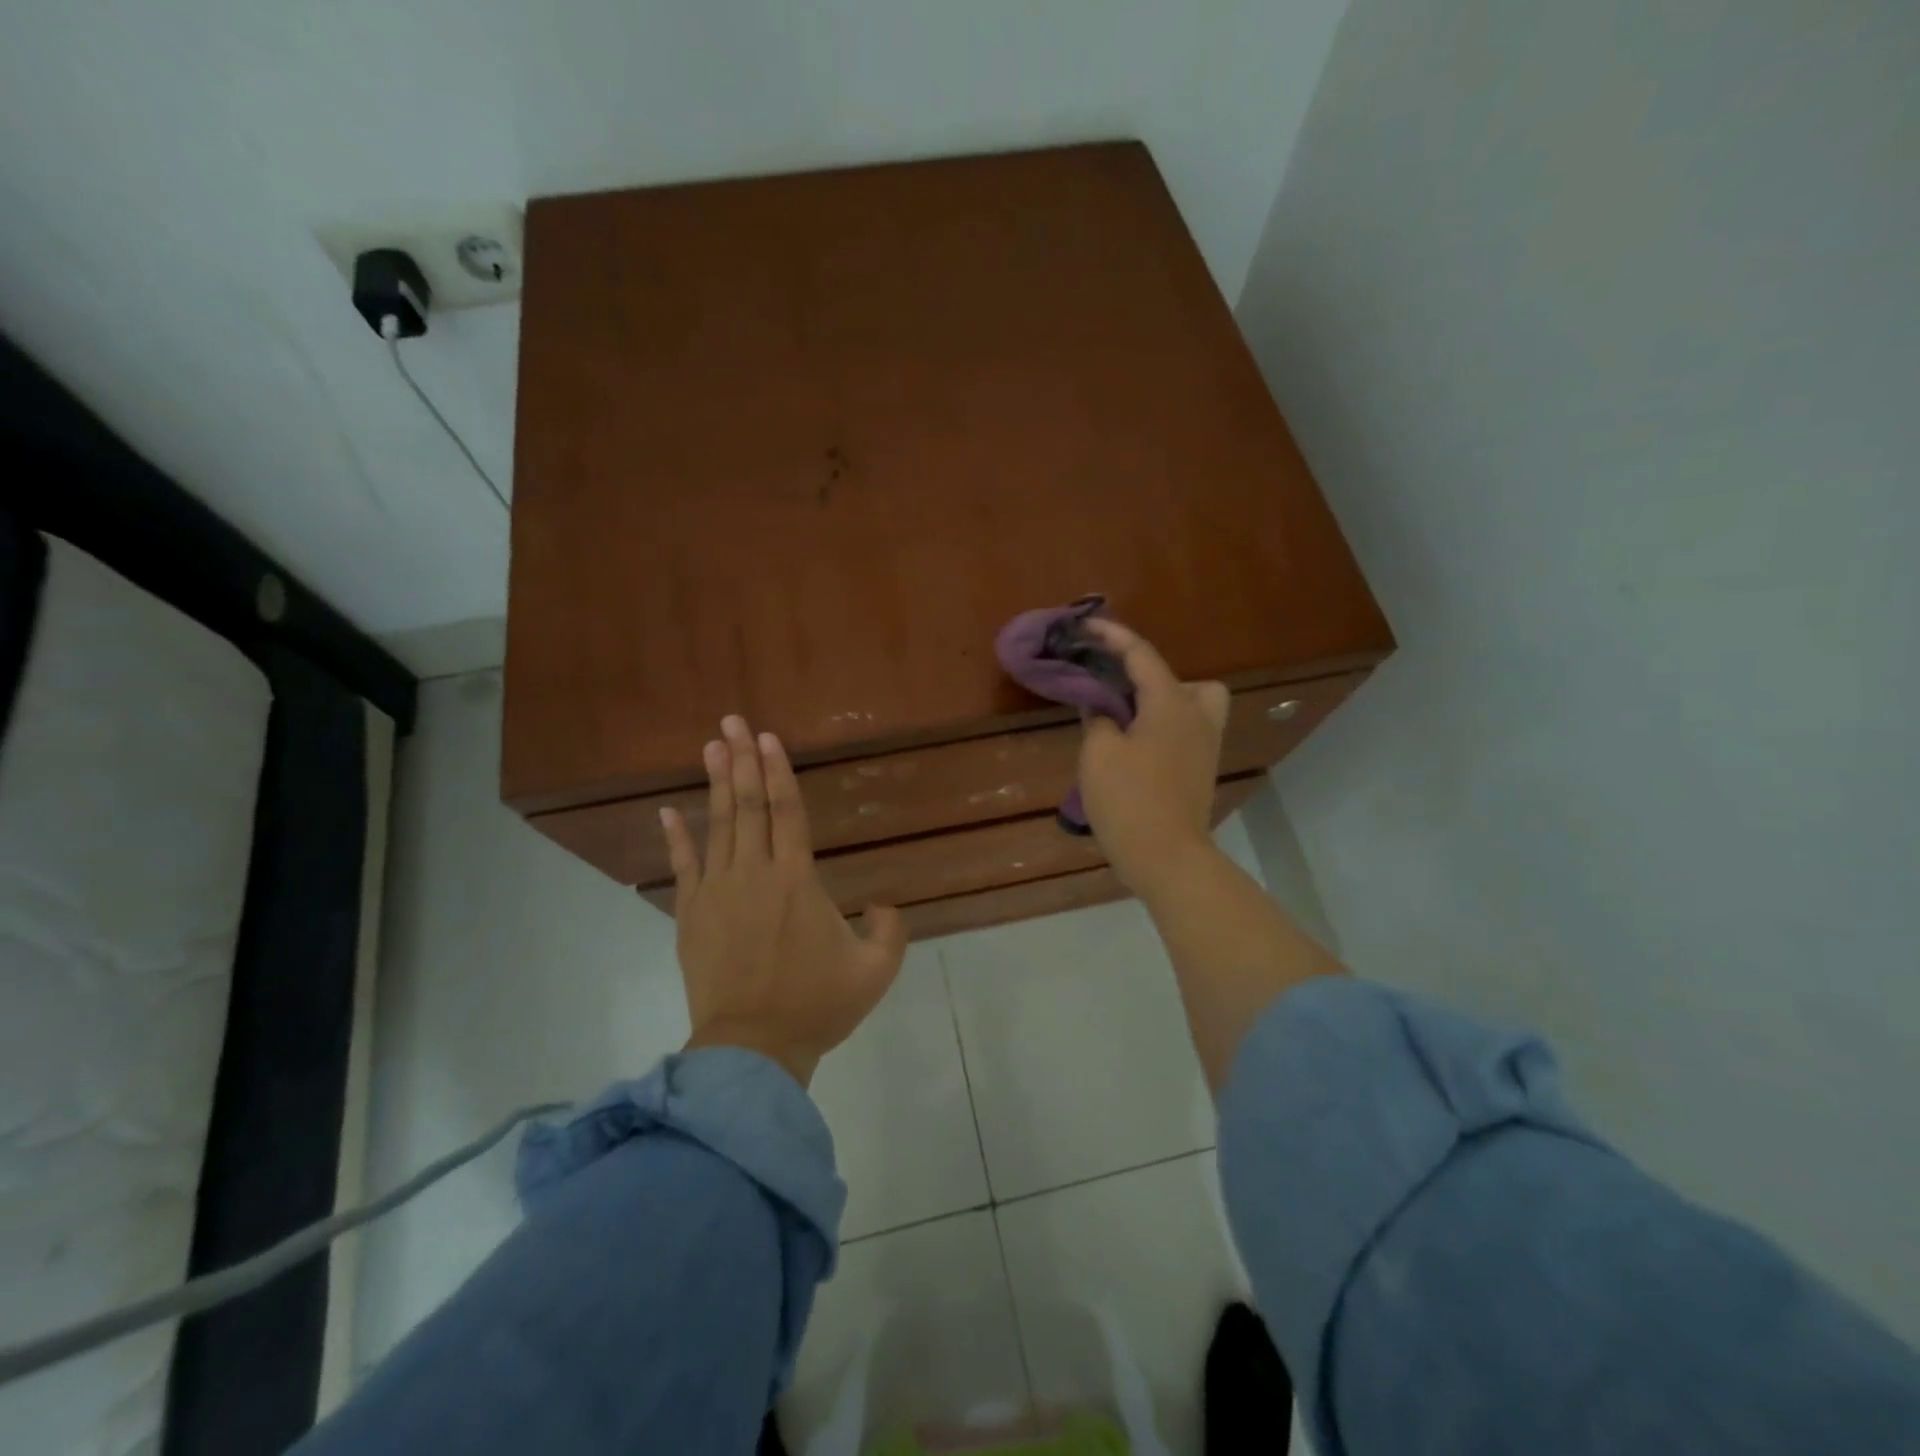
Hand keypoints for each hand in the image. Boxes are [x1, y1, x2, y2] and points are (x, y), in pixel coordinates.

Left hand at [660, 715, 907, 1085]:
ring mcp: (717, 892)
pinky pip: (684, 866)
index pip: (787, 812)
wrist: (752, 1048)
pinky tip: (668, 810)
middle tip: (732, 721)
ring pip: (718, 826)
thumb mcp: (875, 972)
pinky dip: (678, 837)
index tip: (769, 738)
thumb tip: (883, 905)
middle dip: (741, 760)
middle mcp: (754, 873)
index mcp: (797, 880)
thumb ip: (890, 931)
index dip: (779, 771)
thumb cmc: (816, 1006)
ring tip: (710, 746)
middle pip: (748, 805)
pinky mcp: (691, 915)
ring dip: (715, 784)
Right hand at [1078, 619, 1230, 896]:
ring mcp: (1205, 745)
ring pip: (1192, 704)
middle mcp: (1196, 716)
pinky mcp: (1202, 769)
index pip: (1141, 654)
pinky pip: (1187, 729)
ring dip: (1162, 700)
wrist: (1167, 856)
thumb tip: (1101, 705)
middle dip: (1147, 673)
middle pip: (1180, 678)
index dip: (1112, 636)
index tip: (1087, 626)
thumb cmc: (1129, 799)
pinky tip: (1135, 744)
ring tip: (1126, 718)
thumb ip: (1098, 718)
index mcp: (1170, 703)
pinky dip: (1165, 724)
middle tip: (1115, 688)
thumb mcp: (1099, 753)